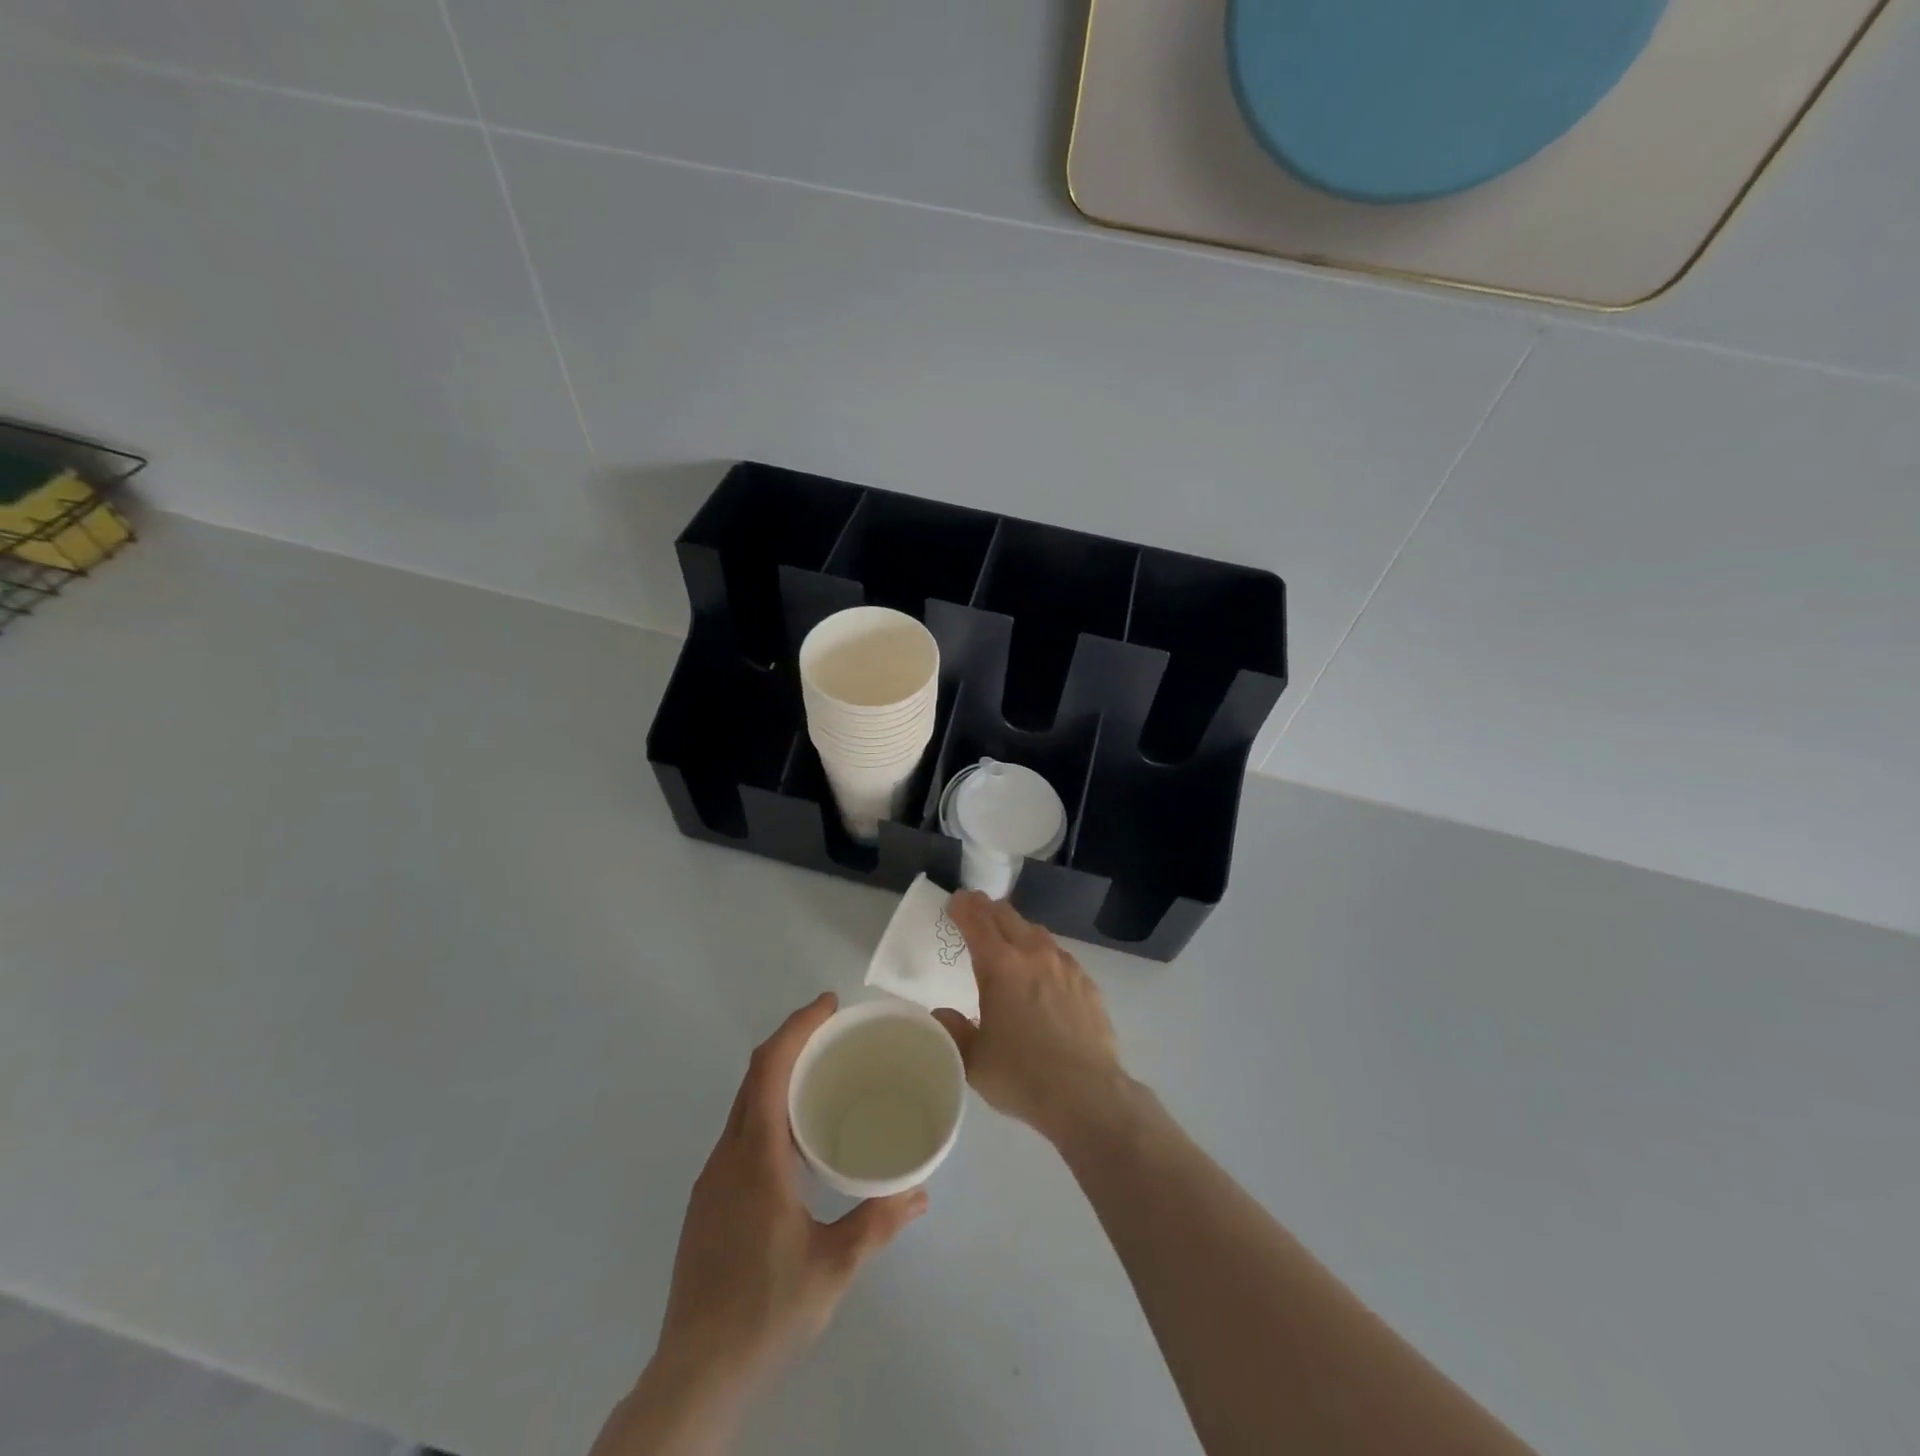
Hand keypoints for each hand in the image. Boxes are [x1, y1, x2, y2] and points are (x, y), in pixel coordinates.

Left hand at [604, 994, 926, 1454]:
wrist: (694, 1376)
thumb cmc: (765, 1312)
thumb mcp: (832, 1268)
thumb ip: (877, 1224)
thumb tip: (920, 1191)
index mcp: (755, 1158)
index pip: (768, 1069)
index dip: (797, 1028)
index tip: (829, 1005)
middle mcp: (727, 1157)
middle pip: (754, 1078)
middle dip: (792, 1043)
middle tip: (835, 1032)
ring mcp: (712, 1180)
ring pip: (744, 1106)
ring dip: (779, 1078)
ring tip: (823, 1078)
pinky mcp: (709, 1203)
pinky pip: (741, 1133)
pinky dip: (769, 1110)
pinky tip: (797, 1141)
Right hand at [934, 892, 1127, 1143]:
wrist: (1087, 1095)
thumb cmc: (1022, 1076)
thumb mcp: (973, 1060)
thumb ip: (953, 1031)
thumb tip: (941, 1014)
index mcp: (1000, 966)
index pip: (977, 920)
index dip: (963, 907)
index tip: (955, 902)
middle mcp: (1033, 954)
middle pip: (1007, 916)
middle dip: (988, 910)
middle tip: (975, 913)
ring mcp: (1065, 966)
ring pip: (1036, 932)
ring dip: (1017, 929)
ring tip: (1009, 942)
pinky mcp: (1087, 983)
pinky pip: (1059, 956)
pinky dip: (1043, 954)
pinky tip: (1043, 975)